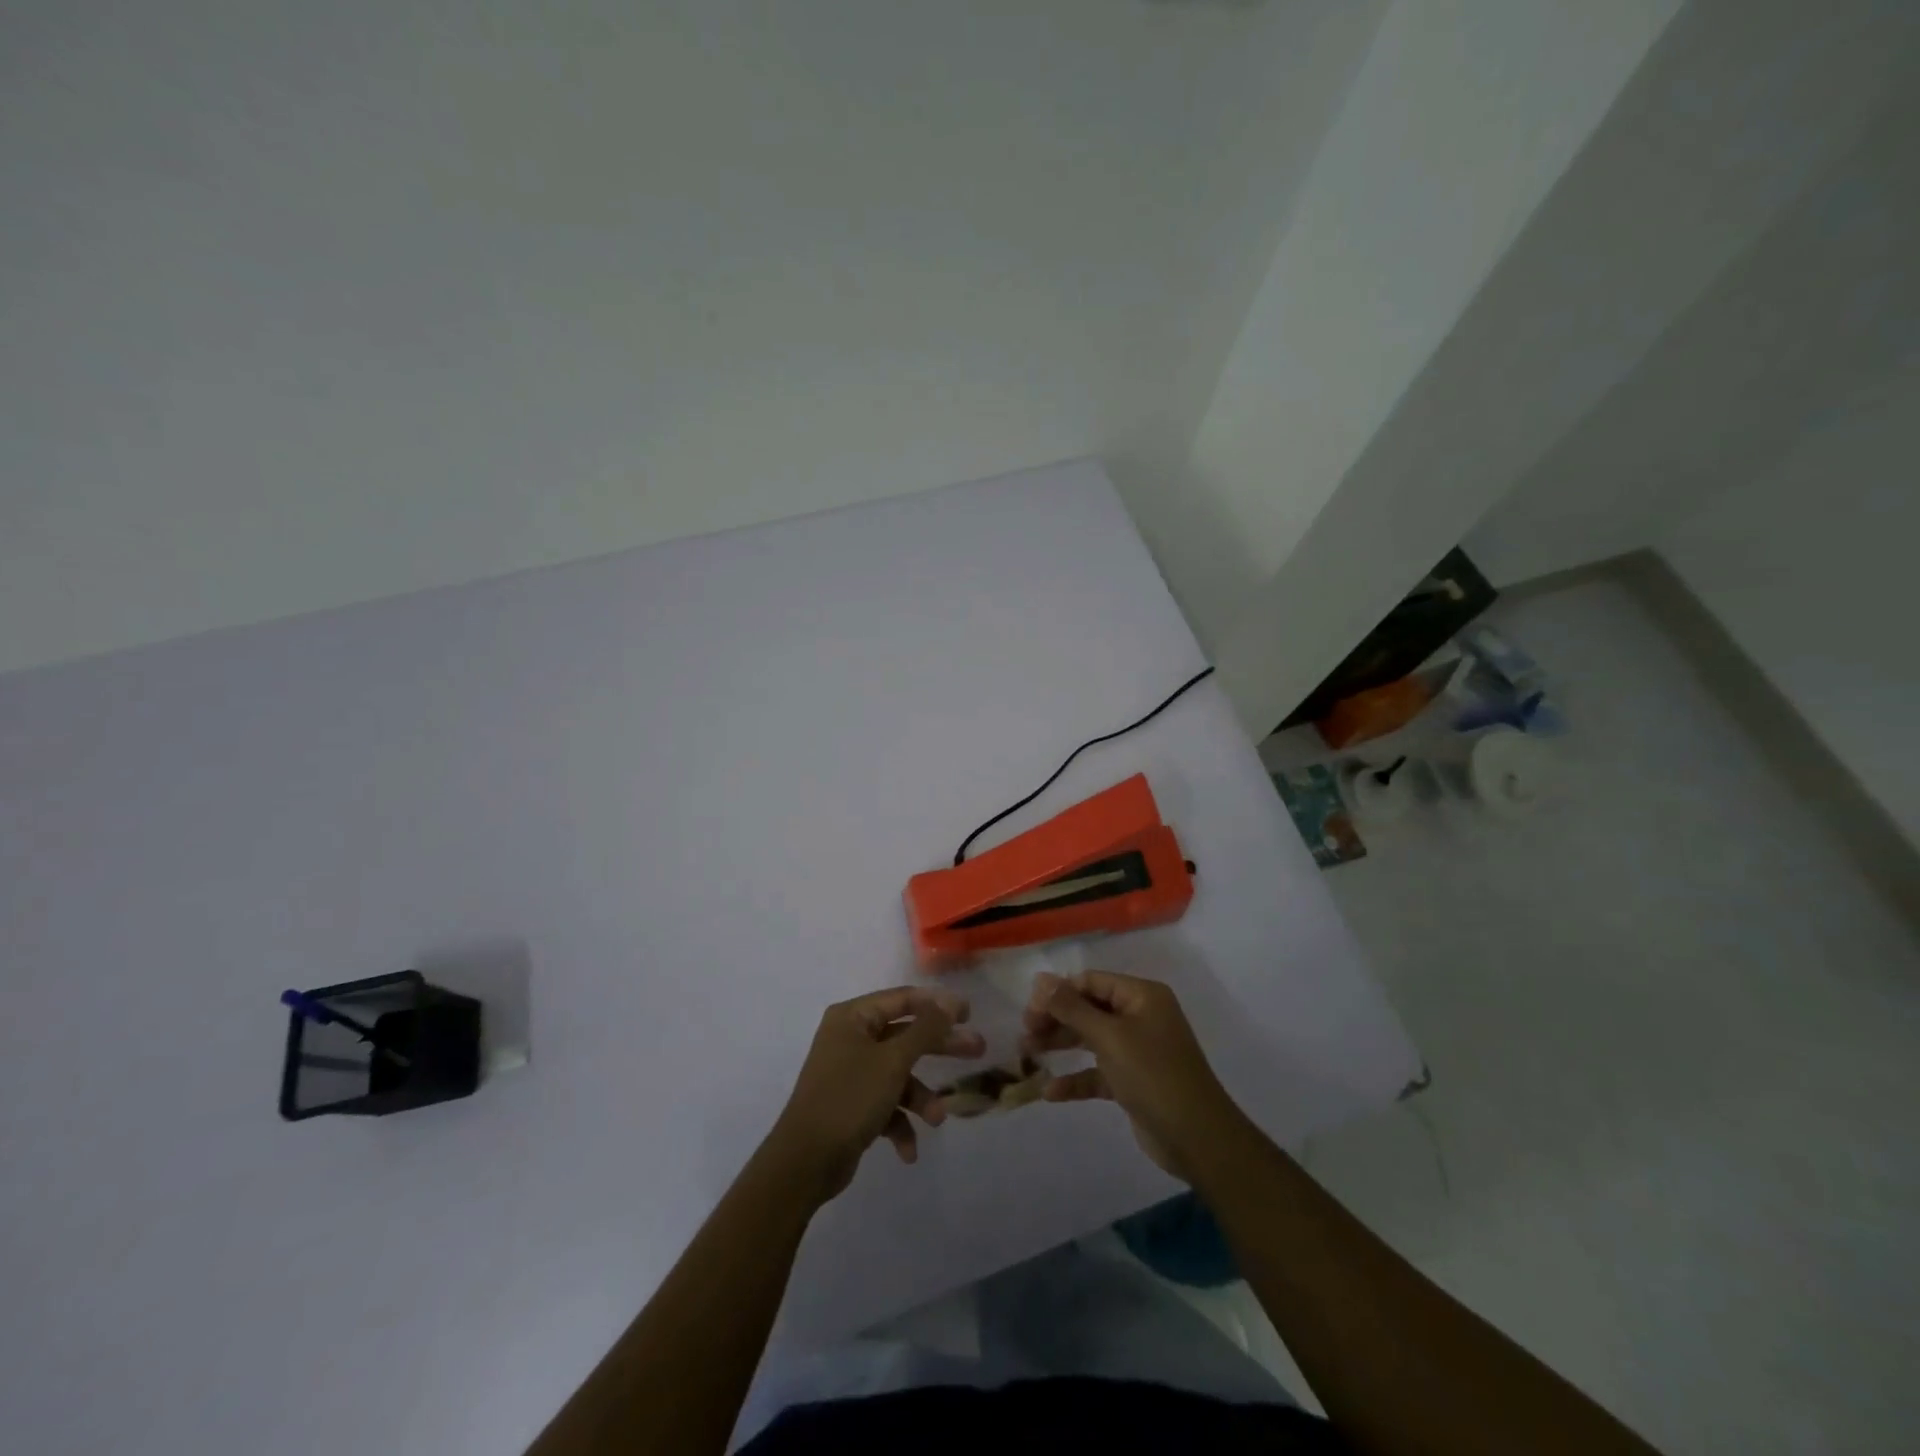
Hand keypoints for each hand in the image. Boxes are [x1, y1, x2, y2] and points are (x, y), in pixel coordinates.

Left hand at [766, 986, 985, 1203]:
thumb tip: (948, 1000)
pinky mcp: (851, 1105)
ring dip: (920, 1097)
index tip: (969, 1013)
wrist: (804, 1163)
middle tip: (977, 1050)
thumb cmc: (849, 1098)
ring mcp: (850, 1072)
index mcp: (853, 1017)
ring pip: (898, 1074)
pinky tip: (908, 1150)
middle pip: (905, 1035)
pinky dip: (899, 1123)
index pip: (903, 999)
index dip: (937, 1004)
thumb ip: (925, 1029)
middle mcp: (850, 1038)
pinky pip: (885, 1104)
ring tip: (937, 1119)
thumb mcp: (892, 1061)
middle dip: (940, 1047)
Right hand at [1022, 969, 1246, 1180]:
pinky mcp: (1133, 1081)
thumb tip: (1040, 979)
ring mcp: (1138, 1050)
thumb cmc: (1153, 1075)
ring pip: (1091, 1039)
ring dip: (1061, 1046)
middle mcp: (1141, 1017)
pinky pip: (1098, 1072)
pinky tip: (1050, 1092)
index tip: (1029, 1011)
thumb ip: (1072, 1008)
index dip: (1059, 992)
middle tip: (1025, 1034)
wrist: (1198, 1138)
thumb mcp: (1109, 1037)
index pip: (1092, 982)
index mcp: (1142, 996)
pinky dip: (1076, 1079)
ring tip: (1027, 1055)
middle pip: (1089, 1009)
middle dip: (1056, 1019)